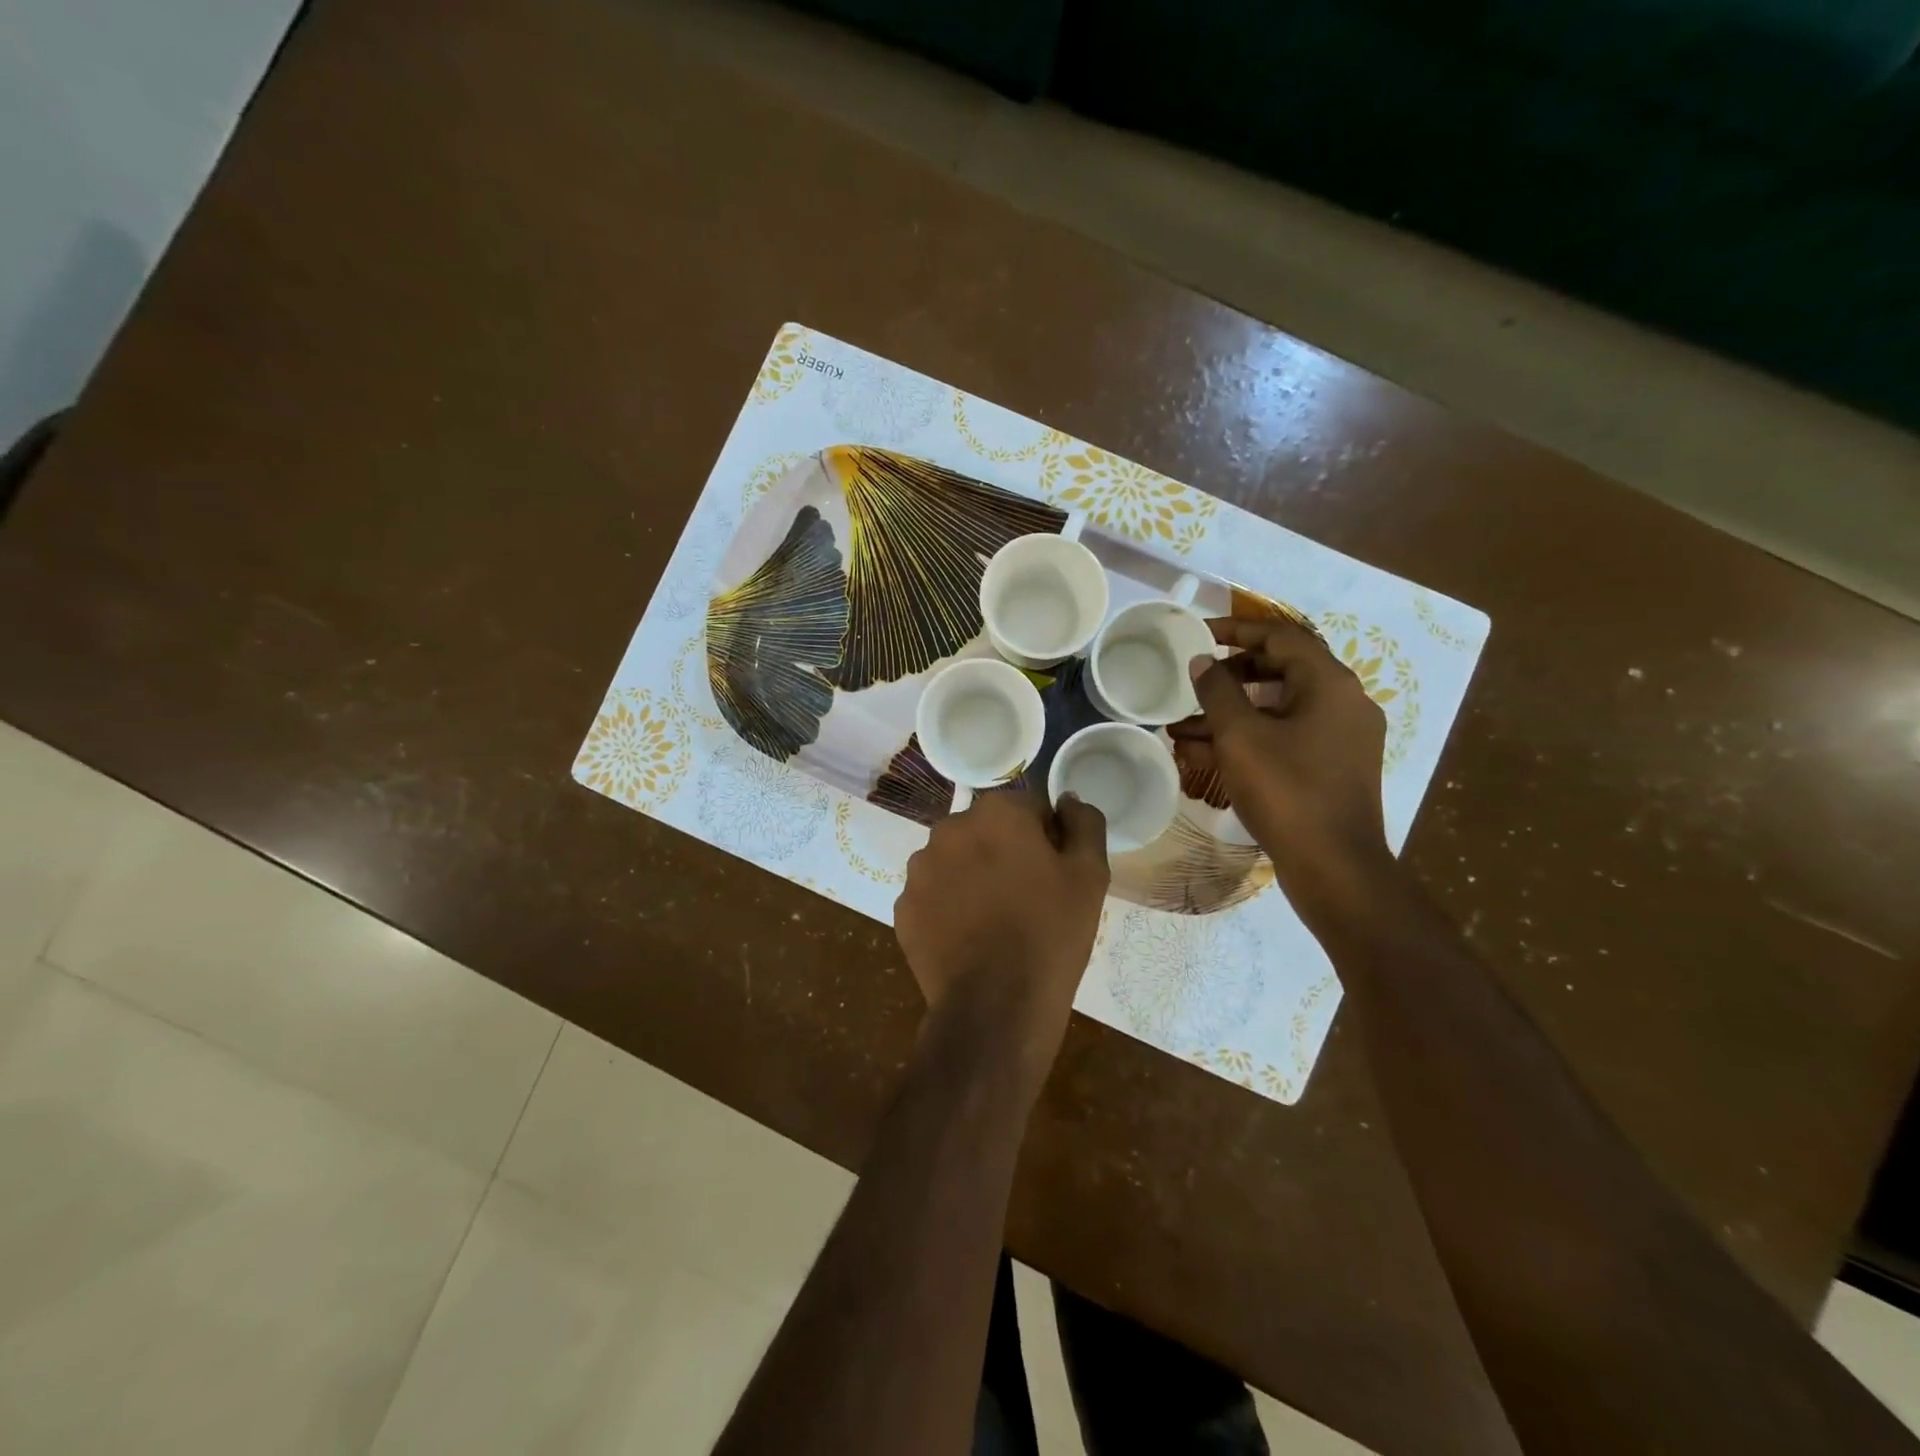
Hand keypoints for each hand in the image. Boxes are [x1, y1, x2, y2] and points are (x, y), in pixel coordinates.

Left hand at [894, 790, 1108, 1080]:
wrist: (996, 1005)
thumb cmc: (1051, 934)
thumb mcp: (1090, 875)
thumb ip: (1083, 823)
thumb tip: (1066, 800)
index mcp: (997, 812)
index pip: (1029, 808)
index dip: (1047, 839)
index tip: (1055, 874)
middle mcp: (950, 828)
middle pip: (987, 831)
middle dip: (1005, 853)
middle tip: (1027, 899)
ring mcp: (920, 869)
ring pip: (956, 860)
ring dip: (973, 876)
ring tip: (995, 921)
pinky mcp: (904, 907)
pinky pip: (934, 895)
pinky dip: (949, 908)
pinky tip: (969, 938)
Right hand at [1170, 617, 1396, 928]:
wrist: (1335, 867)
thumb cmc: (1287, 791)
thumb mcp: (1241, 737)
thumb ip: (1217, 692)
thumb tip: (1202, 661)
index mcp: (1330, 684)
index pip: (1282, 637)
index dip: (1237, 630)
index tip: (1200, 633)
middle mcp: (1343, 702)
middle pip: (1282, 671)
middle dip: (1230, 676)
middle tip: (1194, 680)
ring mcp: (1341, 737)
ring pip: (1278, 709)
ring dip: (1232, 713)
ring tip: (1182, 726)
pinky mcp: (1332, 767)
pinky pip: (1285, 738)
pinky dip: (1248, 738)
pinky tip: (1203, 753)